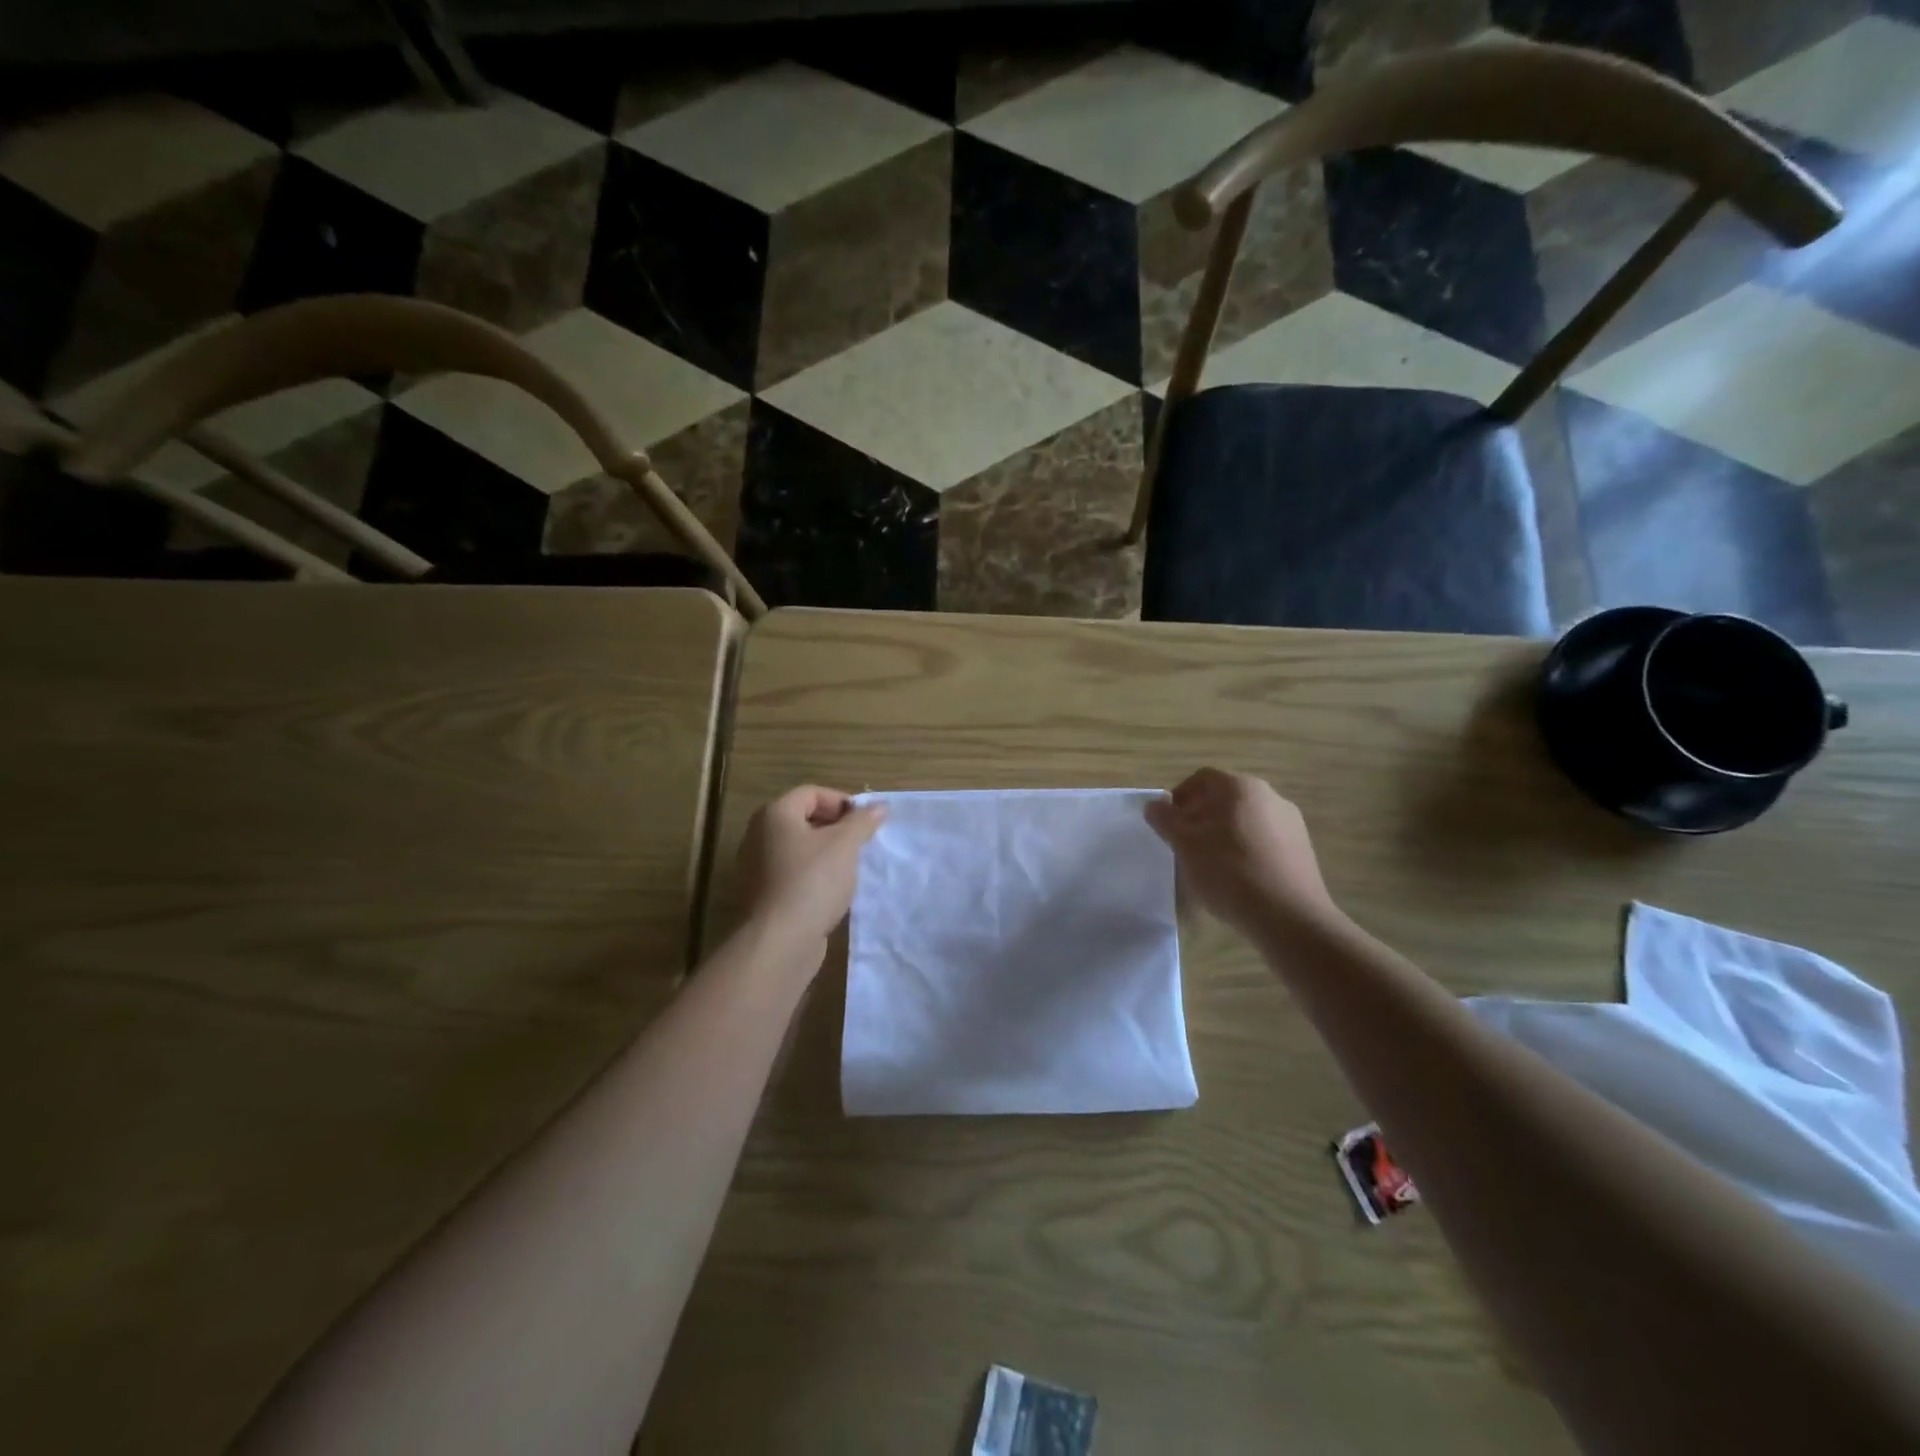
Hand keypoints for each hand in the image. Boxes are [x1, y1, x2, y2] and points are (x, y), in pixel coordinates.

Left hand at [737, 786, 885, 946]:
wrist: (780, 941)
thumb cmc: (812, 881)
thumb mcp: (846, 845)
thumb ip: (863, 821)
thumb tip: (879, 807)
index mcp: (774, 814)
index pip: (811, 793)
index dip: (842, 802)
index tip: (865, 822)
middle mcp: (758, 835)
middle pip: (803, 819)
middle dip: (836, 828)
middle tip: (861, 843)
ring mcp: (756, 867)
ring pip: (798, 849)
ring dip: (826, 854)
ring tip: (851, 868)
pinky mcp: (761, 896)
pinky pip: (792, 874)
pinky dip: (813, 876)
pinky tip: (832, 892)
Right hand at [1145, 768, 1337, 936]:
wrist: (1289, 917)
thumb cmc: (1229, 872)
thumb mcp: (1185, 846)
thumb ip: (1165, 820)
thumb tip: (1153, 805)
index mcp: (1240, 787)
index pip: (1201, 778)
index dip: (1179, 797)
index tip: (1168, 824)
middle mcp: (1270, 795)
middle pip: (1225, 797)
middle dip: (1201, 816)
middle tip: (1185, 844)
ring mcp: (1291, 822)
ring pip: (1246, 819)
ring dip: (1223, 833)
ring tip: (1211, 864)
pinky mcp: (1303, 849)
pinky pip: (1265, 839)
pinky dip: (1246, 849)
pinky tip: (1238, 877)